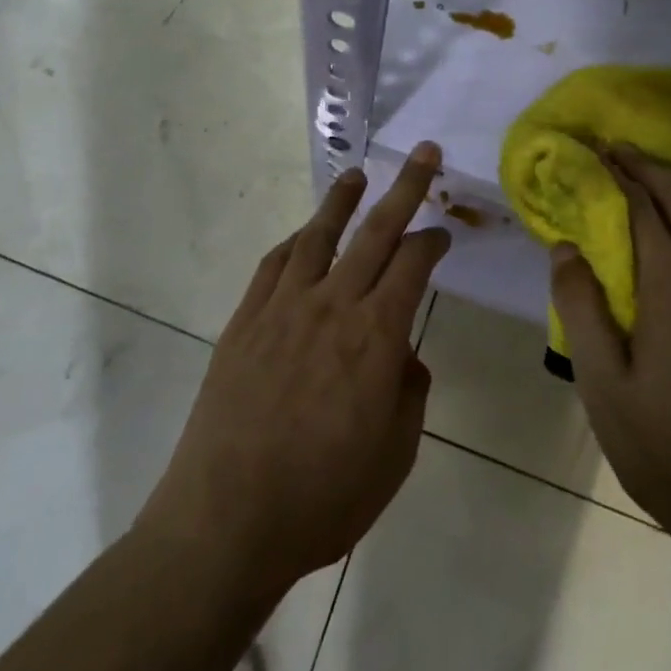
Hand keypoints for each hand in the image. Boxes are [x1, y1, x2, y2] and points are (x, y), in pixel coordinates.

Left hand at [139, 145, 450, 599]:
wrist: (227, 519)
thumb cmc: (323, 497)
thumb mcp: (394, 456)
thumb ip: (409, 393)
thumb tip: (403, 355)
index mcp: (376, 336)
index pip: (413, 265)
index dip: (433, 240)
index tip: (443, 231)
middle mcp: (333, 305)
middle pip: (376, 231)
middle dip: (405, 187)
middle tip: (424, 152)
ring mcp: (284, 306)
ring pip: (320, 235)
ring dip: (342, 200)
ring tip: (357, 174)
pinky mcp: (246, 319)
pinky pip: (275, 264)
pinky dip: (295, 241)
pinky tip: (304, 234)